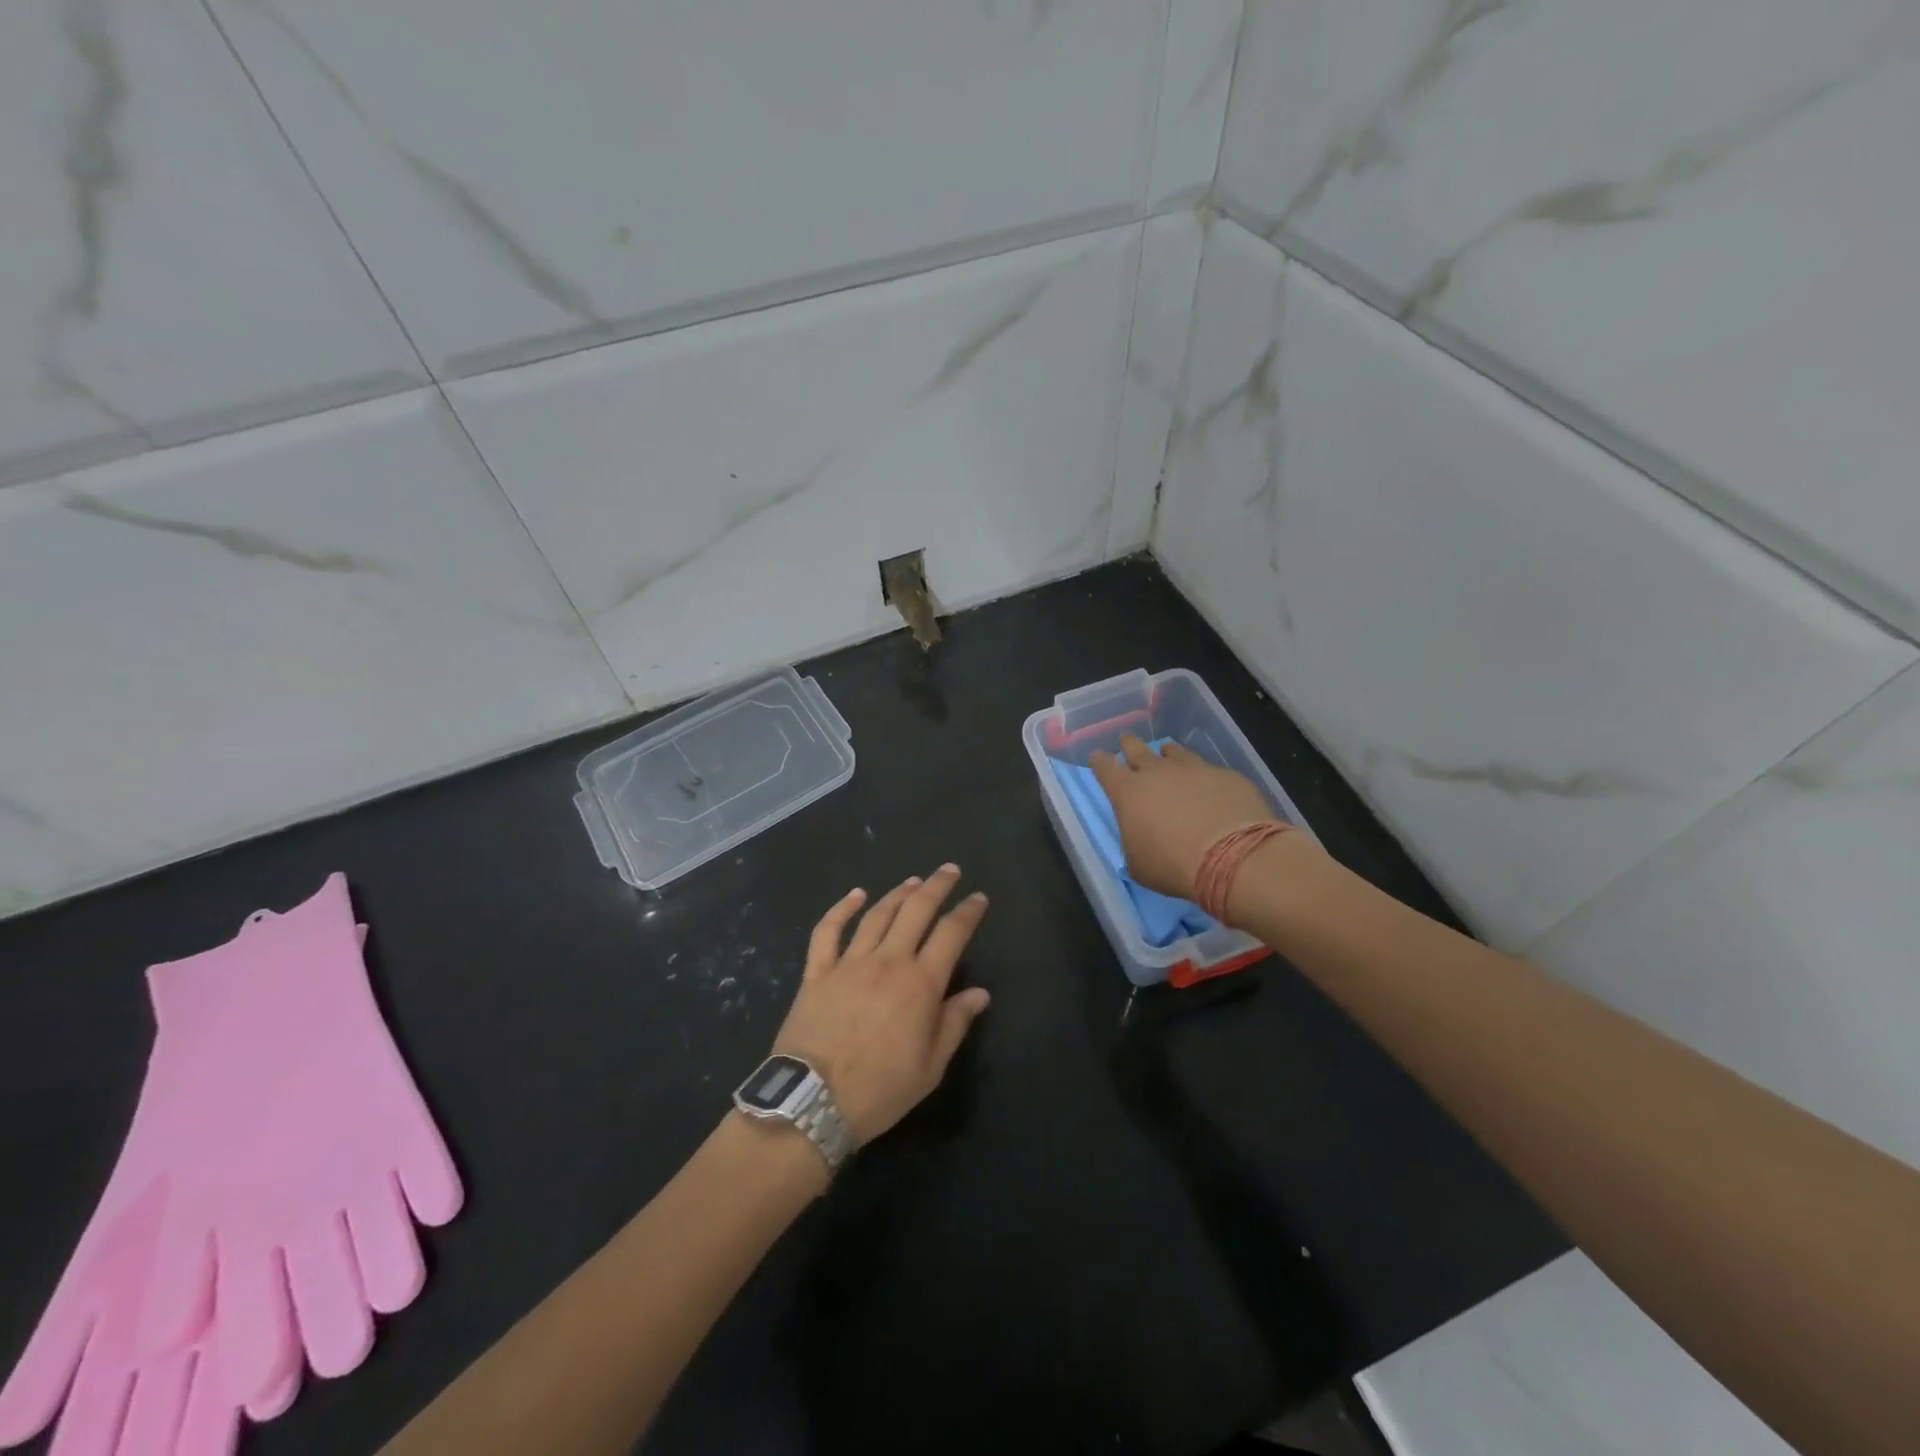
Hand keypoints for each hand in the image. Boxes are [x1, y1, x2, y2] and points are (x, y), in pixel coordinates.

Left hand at [770, 867, 990, 1145]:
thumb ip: (955, 1023)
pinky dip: (841, 908)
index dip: (968, 912)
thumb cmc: (879, 1091)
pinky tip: (855, 895)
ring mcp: (849, 962)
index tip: (979, 898)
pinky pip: (828, 931)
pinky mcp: (817, 972)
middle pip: (916, 911)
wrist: (812, 1103)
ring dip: (898, 893)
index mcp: (920, 984)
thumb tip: (979, 993)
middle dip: (937, 887)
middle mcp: (888, 962)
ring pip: (878, 915)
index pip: (951, 934)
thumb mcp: (930, 1068)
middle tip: (950, 870)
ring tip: (913, 881)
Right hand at [1090, 736, 1275, 900]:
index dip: (1099, 761)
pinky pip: (1208, 769)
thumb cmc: (1174, 866)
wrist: (1235, 858)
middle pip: (1136, 748)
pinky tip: (1209, 788)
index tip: (1097, 757)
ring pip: (1174, 752)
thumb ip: (1134, 842)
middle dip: (1129, 745)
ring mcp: (1194, 769)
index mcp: (1128, 793)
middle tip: (1127, 743)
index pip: (1105, 767)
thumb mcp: (1139, 865)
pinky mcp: (1225, 774)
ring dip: (1167, 756)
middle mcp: (1157, 772)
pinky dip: (1202, 776)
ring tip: (1168, 757)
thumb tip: (1140, 837)